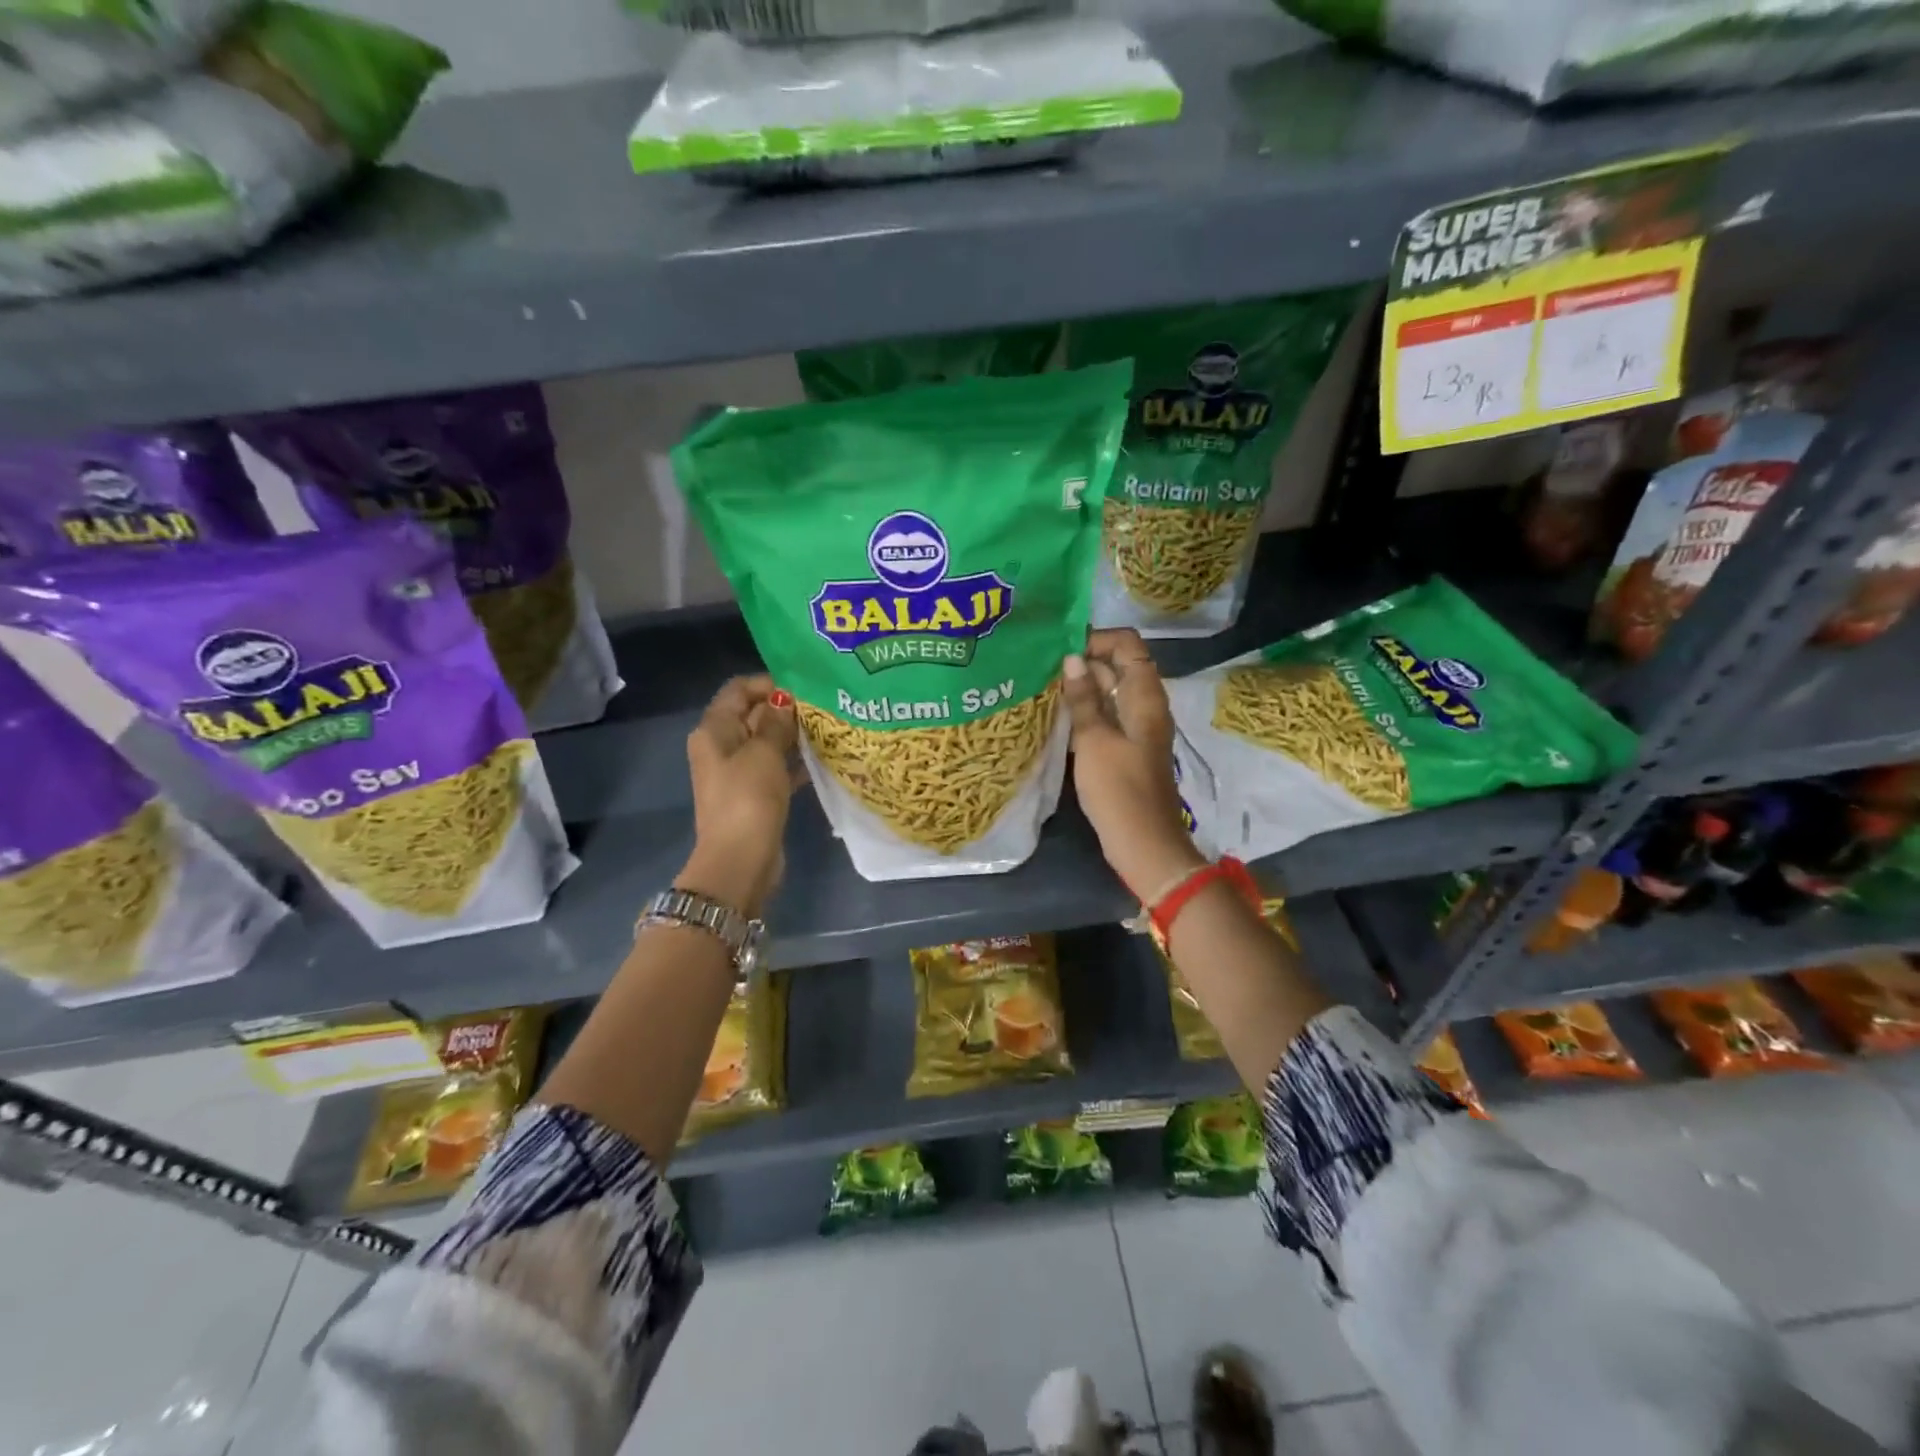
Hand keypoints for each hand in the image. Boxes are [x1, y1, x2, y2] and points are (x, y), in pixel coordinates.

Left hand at [679, 675, 800, 917]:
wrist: (740, 860)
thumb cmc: (748, 798)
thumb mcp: (764, 753)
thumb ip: (776, 722)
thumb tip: (785, 699)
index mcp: (714, 731)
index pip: (738, 690)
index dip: (768, 684)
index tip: (803, 687)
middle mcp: (722, 747)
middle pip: (754, 714)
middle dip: (785, 709)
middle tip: (824, 707)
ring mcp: (738, 772)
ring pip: (768, 742)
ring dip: (793, 735)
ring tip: (828, 728)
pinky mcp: (755, 794)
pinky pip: (776, 768)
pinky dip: (795, 762)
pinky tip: (823, 758)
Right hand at [1062, 629, 1203, 897]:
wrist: (1144, 843)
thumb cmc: (1120, 790)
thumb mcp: (1094, 741)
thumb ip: (1083, 699)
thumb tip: (1072, 660)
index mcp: (1145, 696)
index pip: (1128, 644)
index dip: (1097, 639)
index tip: (1061, 650)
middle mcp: (1145, 705)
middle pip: (1118, 665)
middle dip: (1083, 663)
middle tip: (1042, 671)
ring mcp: (1137, 727)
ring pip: (1110, 692)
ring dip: (1081, 689)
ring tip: (1043, 691)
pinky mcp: (1127, 748)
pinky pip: (1107, 716)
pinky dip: (1086, 711)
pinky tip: (1057, 718)